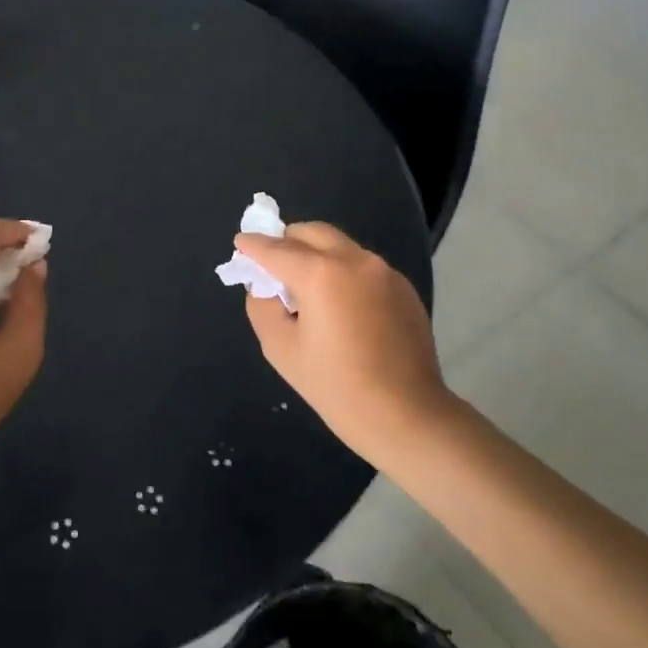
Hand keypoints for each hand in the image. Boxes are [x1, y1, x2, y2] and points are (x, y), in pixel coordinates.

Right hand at [235, 222, 458, 466]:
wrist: (406, 415)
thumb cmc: (335, 386)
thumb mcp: (280, 348)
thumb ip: (262, 305)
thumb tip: (266, 286)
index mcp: (320, 273)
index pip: (276, 249)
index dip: (253, 245)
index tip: (240, 243)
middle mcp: (354, 260)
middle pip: (312, 232)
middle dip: (287, 241)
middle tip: (272, 264)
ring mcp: (384, 271)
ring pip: (340, 246)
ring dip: (316, 255)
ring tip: (307, 289)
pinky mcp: (402, 287)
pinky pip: (362, 267)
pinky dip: (343, 273)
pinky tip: (341, 307)